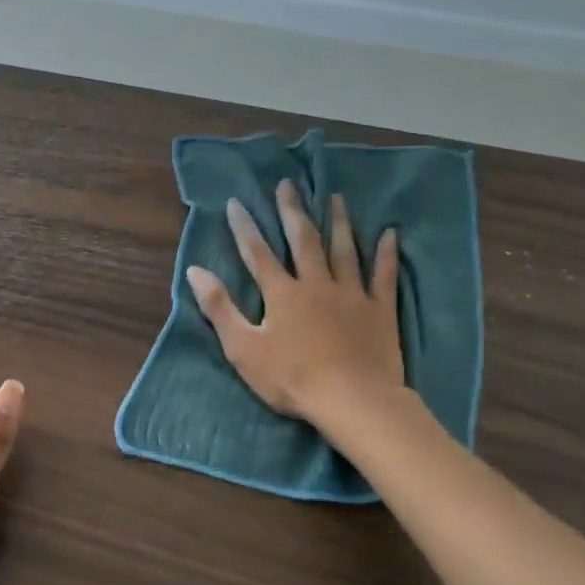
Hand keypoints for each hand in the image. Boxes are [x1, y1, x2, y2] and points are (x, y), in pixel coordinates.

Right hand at [186, 181, 406, 425]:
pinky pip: (383, 275)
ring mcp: (351, 294)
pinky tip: (390, 233)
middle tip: (288, 185)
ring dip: (338, 223)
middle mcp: (316, 284)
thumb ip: (220, 307)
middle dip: (292, 212)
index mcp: (282, 294)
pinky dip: (386, 253)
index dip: (245, 228)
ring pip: (344, 250)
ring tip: (335, 198)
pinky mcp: (379, 310)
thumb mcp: (243, 348)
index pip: (258, 253)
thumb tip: (195, 271)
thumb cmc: (291, 378)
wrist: (352, 399)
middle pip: (303, 241)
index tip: (237, 202)